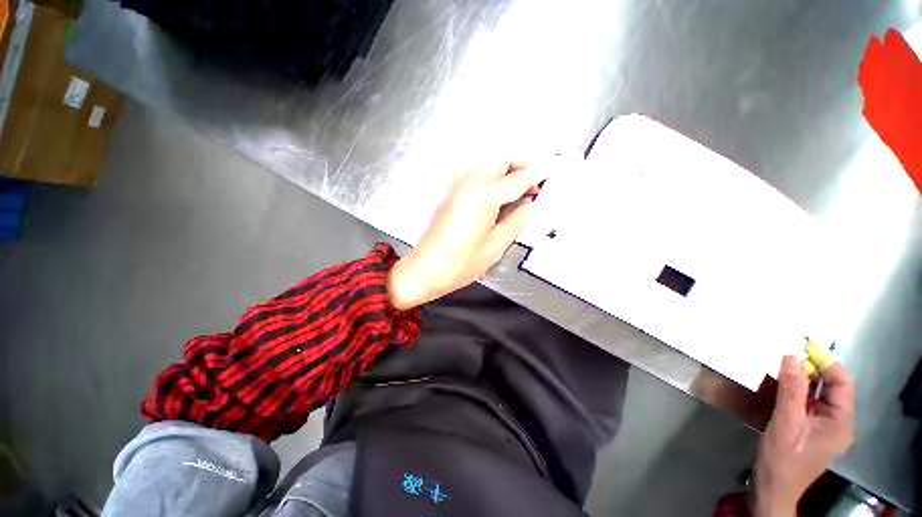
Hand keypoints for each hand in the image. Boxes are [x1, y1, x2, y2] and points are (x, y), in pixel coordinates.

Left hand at [387, 158, 551, 309]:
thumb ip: (516, 221)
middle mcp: (468, 182)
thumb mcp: (495, 246)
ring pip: (488, 163)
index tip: (557, 166)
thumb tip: (529, 205)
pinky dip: (494, 177)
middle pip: (500, 157)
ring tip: (523, 189)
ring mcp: (457, 186)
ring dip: (508, 169)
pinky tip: (502, 195)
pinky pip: (477, 175)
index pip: (518, 177)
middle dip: (522, 162)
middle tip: (537, 181)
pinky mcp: (451, 193)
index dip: (540, 171)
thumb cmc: (460, 264)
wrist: (425, 269)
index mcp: (482, 195)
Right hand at [752, 354, 854, 515]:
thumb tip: (792, 356)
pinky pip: (810, 402)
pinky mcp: (813, 428)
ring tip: (783, 364)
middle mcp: (839, 422)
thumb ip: (791, 390)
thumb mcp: (785, 423)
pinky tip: (783, 384)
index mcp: (841, 422)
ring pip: (820, 394)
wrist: (772, 487)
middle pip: (833, 387)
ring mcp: (826, 426)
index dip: (826, 362)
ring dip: (804, 378)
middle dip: (814, 368)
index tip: (802, 346)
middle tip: (789, 353)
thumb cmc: (782, 458)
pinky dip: (798, 390)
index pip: (842, 383)